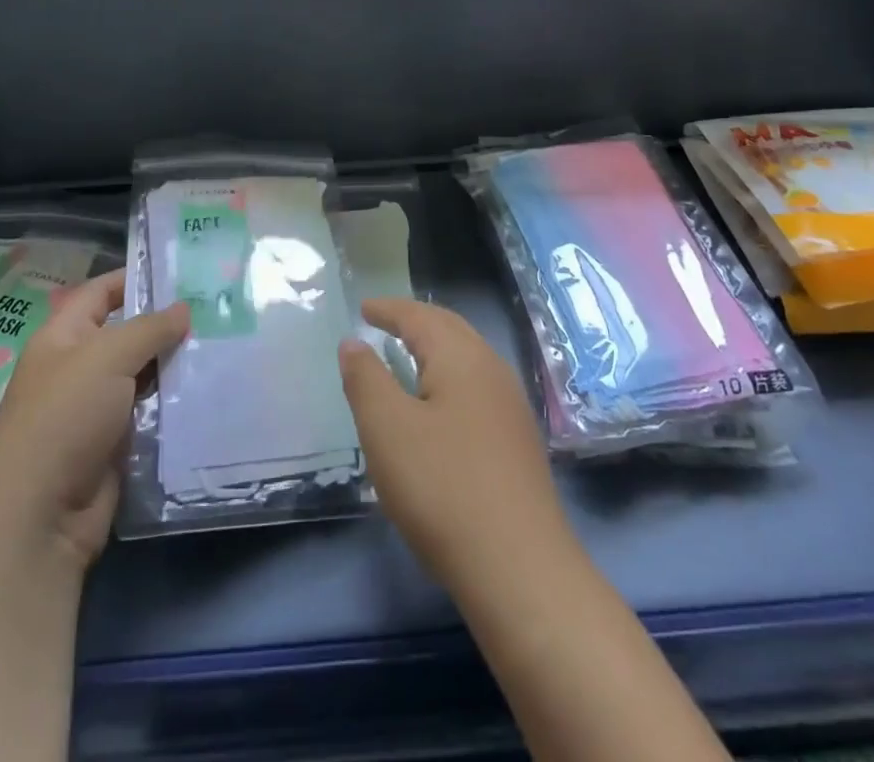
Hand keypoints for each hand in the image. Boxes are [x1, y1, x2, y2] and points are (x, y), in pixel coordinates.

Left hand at [0, 269, 188, 571]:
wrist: (38, 518)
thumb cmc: (64, 419)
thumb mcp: (106, 357)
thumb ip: (150, 327)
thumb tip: (184, 308)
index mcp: (62, 339)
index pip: (100, 293)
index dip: (134, 277)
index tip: (181, 270)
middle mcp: (78, 368)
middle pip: (127, 332)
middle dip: (167, 321)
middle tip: (216, 307)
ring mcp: (96, 408)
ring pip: (143, 373)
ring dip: (176, 362)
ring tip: (223, 342)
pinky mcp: (116, 443)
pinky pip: (151, 410)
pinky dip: (175, 400)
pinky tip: (211, 387)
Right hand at [338, 298, 577, 596]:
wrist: (519, 567)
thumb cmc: (443, 487)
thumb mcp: (387, 430)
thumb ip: (366, 379)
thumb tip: (354, 342)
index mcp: (461, 356)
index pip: (420, 317)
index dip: (389, 310)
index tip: (364, 308)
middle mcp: (492, 368)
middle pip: (450, 329)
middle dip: (415, 321)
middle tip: (385, 322)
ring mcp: (510, 404)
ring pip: (467, 357)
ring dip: (436, 348)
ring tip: (408, 356)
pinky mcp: (517, 439)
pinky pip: (476, 385)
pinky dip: (449, 376)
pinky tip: (440, 404)